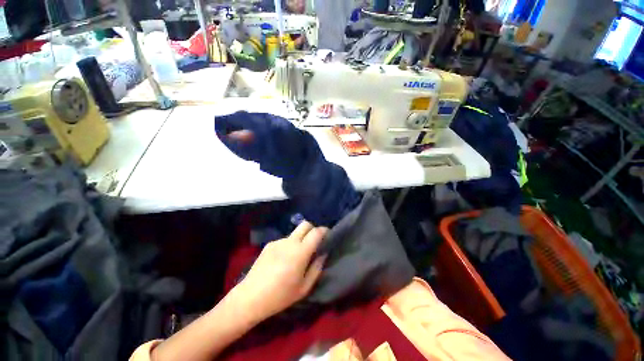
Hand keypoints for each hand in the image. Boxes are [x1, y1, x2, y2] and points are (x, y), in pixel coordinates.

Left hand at [232, 222, 327, 321]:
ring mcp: (278, 241)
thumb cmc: (280, 296)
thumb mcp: (304, 287)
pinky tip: (282, 260)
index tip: (327, 235)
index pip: (316, 232)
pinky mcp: (269, 244)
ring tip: (296, 256)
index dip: (324, 231)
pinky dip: (289, 245)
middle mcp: (290, 242)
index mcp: (300, 252)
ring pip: (294, 233)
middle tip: (314, 242)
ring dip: (300, 239)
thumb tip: (323, 253)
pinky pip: (284, 240)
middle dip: (313, 229)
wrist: (250, 297)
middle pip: (305, 224)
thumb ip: (316, 267)